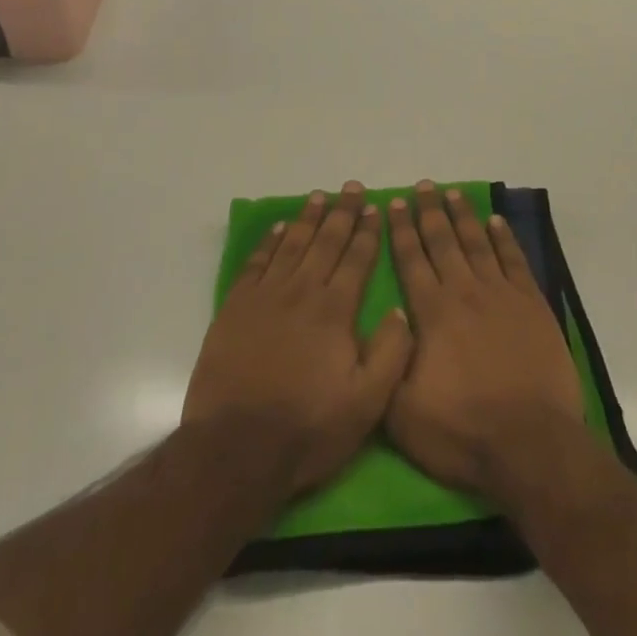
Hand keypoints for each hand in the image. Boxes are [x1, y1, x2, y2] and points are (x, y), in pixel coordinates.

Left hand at [182, 182, 414, 498]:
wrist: (236, 449)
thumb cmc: (308, 429)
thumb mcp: (367, 404)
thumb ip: (391, 353)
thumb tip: (400, 309)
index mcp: (335, 310)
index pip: (357, 259)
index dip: (367, 232)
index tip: (375, 206)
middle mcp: (302, 291)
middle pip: (326, 242)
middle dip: (342, 212)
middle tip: (351, 186)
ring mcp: (266, 297)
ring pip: (292, 245)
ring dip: (308, 218)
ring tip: (319, 196)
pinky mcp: (236, 308)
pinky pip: (256, 263)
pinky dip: (269, 242)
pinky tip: (279, 228)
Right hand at [385, 181, 585, 500]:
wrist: (531, 445)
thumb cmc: (462, 432)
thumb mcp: (401, 412)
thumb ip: (386, 362)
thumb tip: (386, 320)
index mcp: (431, 313)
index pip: (411, 260)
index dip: (401, 230)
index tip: (393, 203)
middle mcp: (464, 292)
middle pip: (443, 242)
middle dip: (429, 212)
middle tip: (423, 186)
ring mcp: (502, 296)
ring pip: (478, 244)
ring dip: (464, 216)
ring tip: (453, 193)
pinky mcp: (532, 306)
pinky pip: (515, 261)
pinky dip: (505, 239)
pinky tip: (497, 222)